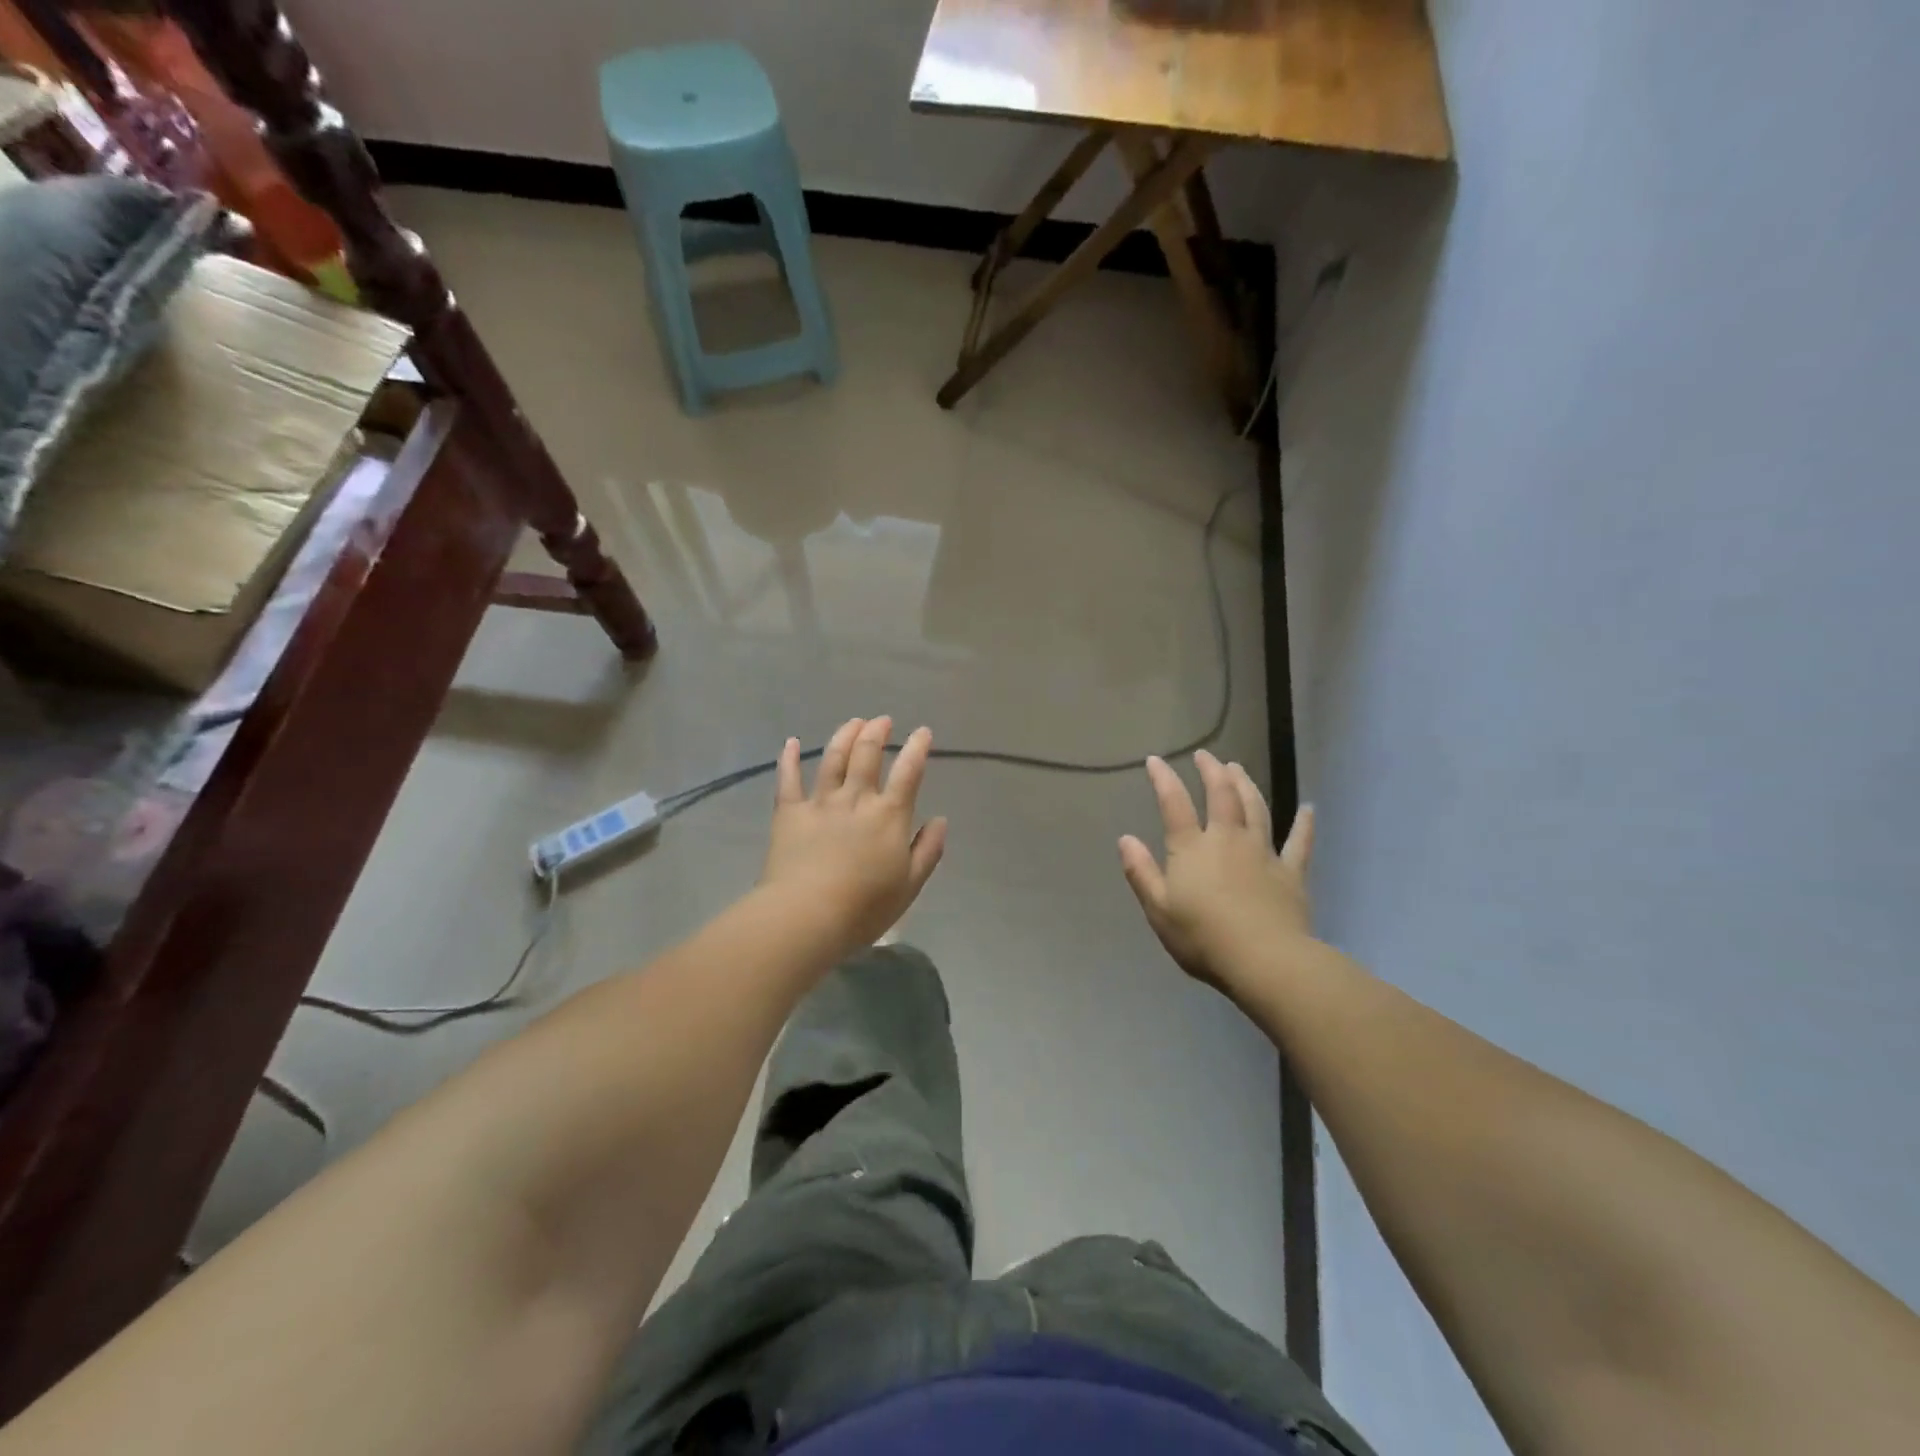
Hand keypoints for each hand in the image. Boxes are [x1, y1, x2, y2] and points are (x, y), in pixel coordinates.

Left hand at [763, 716, 948, 952]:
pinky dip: (790, 759)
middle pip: (867, 755)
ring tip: (854, 722)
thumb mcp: (910, 885)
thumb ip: (928, 850)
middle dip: (877, 732)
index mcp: (889, 815)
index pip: (908, 772)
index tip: (923, 732)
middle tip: (882, 721)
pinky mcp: (789, 813)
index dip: (917, 748)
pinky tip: (792, 742)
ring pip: (833, 759)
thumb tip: (941, 820)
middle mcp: (856, 799)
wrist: (807, 915)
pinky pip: (788, 780)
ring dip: (845, 736)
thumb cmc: (865, 907)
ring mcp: (820, 803)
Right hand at [1118, 751, 1314, 993]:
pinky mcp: (1290, 872)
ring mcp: (1263, 853)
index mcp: (1192, 848)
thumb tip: (1125, 839)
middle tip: (1205, 756)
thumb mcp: (1158, 908)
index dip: (1163, 779)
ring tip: (1238, 768)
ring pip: (1256, 808)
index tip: (1155, 760)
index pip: (1175, 804)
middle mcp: (1228, 839)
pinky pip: (1299, 843)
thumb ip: (1141, 872)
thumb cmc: (1203, 937)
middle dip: (1211, 772)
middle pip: (1221, 795)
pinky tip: (1309, 809)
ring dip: (1246, 785)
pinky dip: (1304, 824)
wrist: (1264, 960)